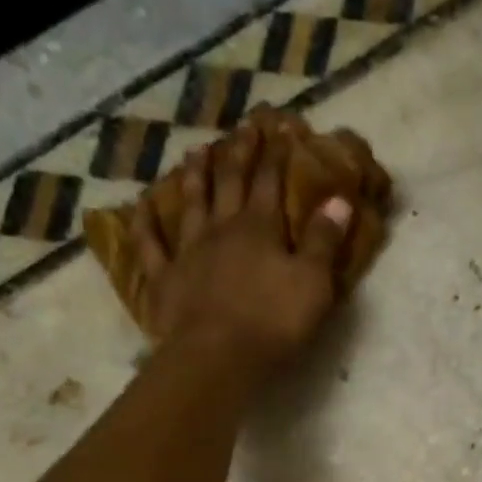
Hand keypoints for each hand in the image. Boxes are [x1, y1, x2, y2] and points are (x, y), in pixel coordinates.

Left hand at [130, 114, 353, 372]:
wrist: (218, 355)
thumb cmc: (274, 322)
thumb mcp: (313, 283)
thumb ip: (324, 241)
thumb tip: (339, 199)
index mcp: (260, 228)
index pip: (269, 181)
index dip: (275, 153)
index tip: (279, 126)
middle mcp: (222, 229)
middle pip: (229, 182)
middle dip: (238, 153)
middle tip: (242, 127)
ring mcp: (188, 251)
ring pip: (191, 203)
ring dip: (195, 175)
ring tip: (196, 150)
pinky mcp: (165, 279)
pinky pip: (151, 245)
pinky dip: (145, 222)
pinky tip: (142, 204)